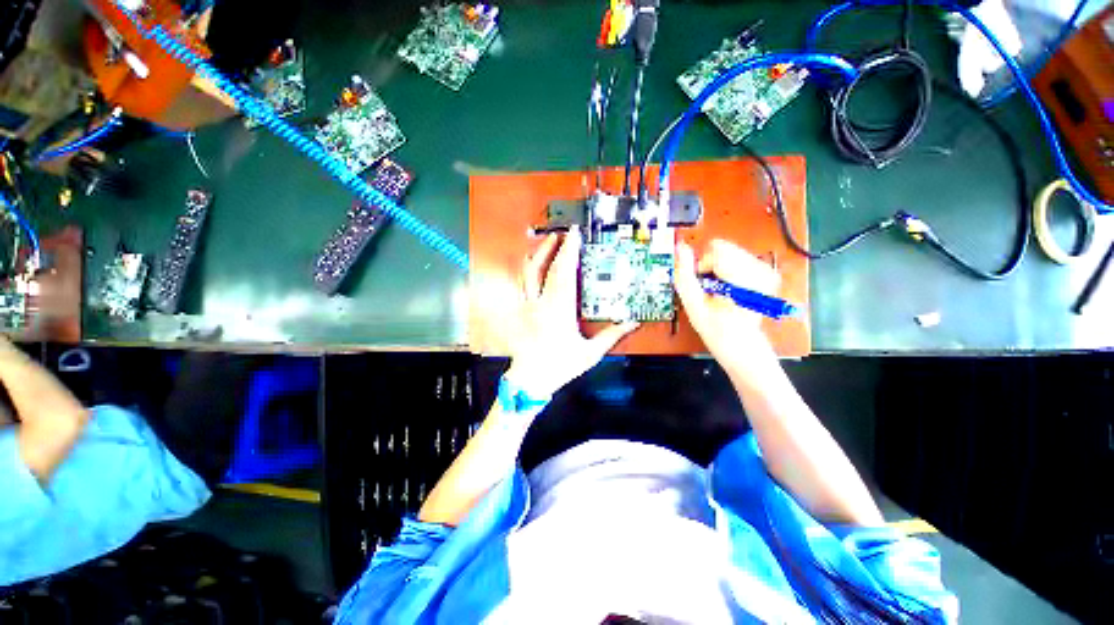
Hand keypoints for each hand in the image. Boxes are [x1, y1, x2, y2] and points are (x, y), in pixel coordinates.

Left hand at [505, 229, 637, 397]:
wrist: (530, 380)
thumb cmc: (559, 366)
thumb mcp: (590, 353)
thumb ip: (612, 336)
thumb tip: (632, 323)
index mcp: (559, 309)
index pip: (564, 272)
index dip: (569, 251)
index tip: (575, 235)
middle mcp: (540, 303)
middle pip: (544, 267)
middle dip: (554, 247)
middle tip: (564, 234)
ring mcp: (527, 306)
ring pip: (528, 273)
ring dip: (538, 254)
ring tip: (548, 243)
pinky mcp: (521, 310)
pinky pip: (522, 284)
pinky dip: (528, 270)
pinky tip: (533, 265)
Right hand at [674, 240, 779, 364]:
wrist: (741, 344)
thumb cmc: (717, 329)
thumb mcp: (694, 305)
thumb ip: (686, 275)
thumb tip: (681, 249)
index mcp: (745, 282)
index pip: (718, 251)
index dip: (703, 264)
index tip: (703, 283)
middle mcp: (761, 272)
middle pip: (725, 248)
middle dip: (711, 265)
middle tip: (711, 288)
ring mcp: (766, 272)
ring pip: (731, 251)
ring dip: (719, 267)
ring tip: (719, 289)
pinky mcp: (766, 273)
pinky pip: (740, 257)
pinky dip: (728, 268)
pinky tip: (728, 285)